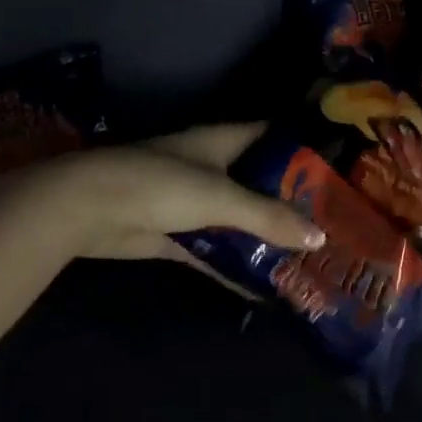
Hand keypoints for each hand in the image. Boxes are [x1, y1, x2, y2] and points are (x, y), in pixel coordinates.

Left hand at [0, 123, 323, 265]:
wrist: (87, 209)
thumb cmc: (159, 184)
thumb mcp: (221, 197)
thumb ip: (269, 218)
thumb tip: (318, 238)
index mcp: (221, 142)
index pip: (270, 136)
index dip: (300, 148)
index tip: (335, 168)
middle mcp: (209, 168)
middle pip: (257, 183)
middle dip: (288, 202)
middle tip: (329, 223)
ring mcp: (190, 202)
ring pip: (236, 219)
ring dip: (263, 237)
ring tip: (306, 256)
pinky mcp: (174, 235)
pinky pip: (214, 250)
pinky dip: (233, 265)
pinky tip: (263, 285)